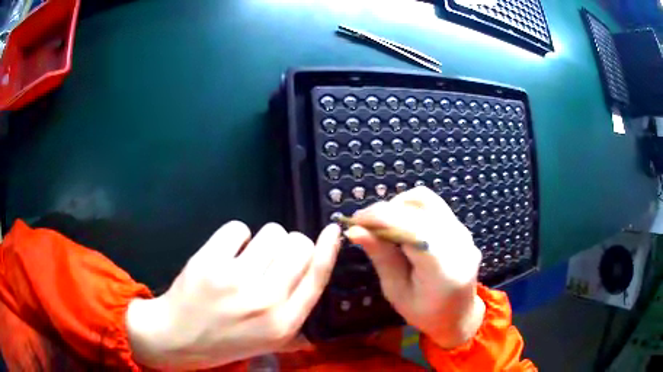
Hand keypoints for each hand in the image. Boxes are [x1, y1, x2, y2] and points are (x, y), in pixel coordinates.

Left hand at [126, 221, 340, 369]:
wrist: (178, 337)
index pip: (317, 277)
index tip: (332, 231)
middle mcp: (266, 301)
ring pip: (272, 232)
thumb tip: (318, 283)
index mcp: (284, 323)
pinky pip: (238, 228)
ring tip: (247, 258)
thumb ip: (299, 321)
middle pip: (298, 245)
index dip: (328, 250)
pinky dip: (235, 236)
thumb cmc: (226, 340)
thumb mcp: (270, 342)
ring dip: (263, 241)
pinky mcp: (210, 262)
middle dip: (289, 246)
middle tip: (271, 259)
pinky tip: (227, 253)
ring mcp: (236, 280)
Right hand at [346, 187, 484, 348]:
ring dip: (398, 206)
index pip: (413, 229)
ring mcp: (464, 233)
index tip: (355, 221)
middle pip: (420, 208)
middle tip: (364, 224)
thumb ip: (381, 257)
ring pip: (427, 200)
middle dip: (386, 210)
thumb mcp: (397, 292)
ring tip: (382, 223)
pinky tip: (400, 224)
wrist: (459, 315)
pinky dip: (410, 208)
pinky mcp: (462, 228)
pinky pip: (434, 206)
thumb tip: (355, 230)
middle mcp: (459, 245)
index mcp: (443, 271)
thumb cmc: (424, 313)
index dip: (382, 218)